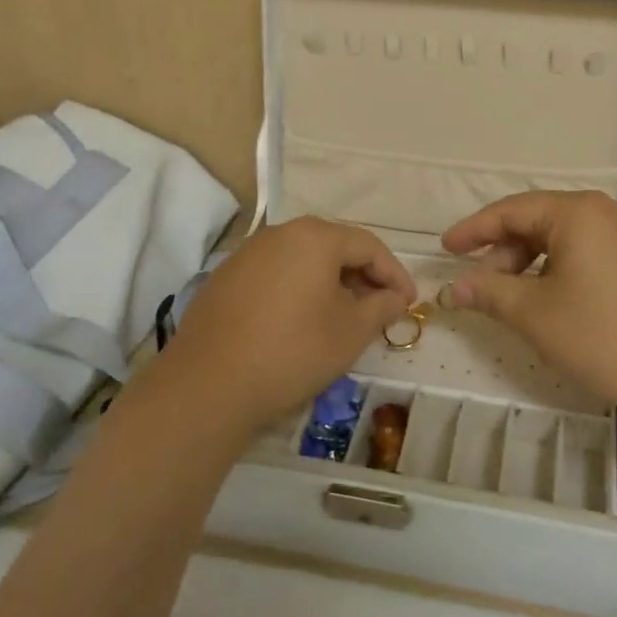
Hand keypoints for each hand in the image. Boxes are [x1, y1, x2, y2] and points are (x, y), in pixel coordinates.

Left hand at [161, 217, 416, 434]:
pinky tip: (300, 320)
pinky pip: (275, 273)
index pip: (368, 246)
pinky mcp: (226, 277)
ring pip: (303, 259)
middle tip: (380, 307)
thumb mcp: (350, 332)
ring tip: (343, 314)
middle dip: (362, 275)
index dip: (394, 273)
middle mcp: (281, 233)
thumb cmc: (292, 351)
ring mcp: (248, 253)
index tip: (409, 302)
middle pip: (334, 246)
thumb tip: (395, 297)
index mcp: (315, 237)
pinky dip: (298, 289)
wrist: (208, 384)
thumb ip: (381, 307)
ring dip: (330, 282)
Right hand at [441, 191, 616, 427]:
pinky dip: (559, 271)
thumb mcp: (537, 315)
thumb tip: (454, 286)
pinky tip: (552, 302)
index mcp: (578, 212)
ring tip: (512, 299)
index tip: (445, 250)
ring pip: (564, 239)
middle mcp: (606, 212)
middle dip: (503, 252)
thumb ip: (490, 292)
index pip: (511, 210)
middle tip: (479, 286)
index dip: (473, 230)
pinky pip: (588, 253)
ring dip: (530, 264)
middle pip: (538, 222)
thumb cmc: (608, 336)